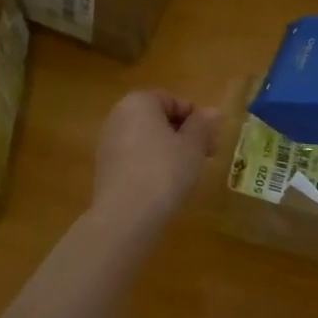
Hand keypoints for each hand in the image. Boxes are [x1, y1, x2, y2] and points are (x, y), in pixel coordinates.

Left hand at [91, 90, 220, 222]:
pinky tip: (163, 186)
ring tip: (186, 174)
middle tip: (204, 157)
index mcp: (138, 102)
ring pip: (147, 139)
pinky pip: (134, 157)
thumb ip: (202, 125)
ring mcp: (108, 142)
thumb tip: (213, 112)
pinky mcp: (104, 167)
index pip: (173, 100)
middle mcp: (118, 115)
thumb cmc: (164, 172)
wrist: (125, 217)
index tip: (211, 141)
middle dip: (183, 134)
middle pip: (158, 118)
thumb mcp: (193, 147)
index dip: (196, 119)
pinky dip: (151, 165)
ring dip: (168, 150)